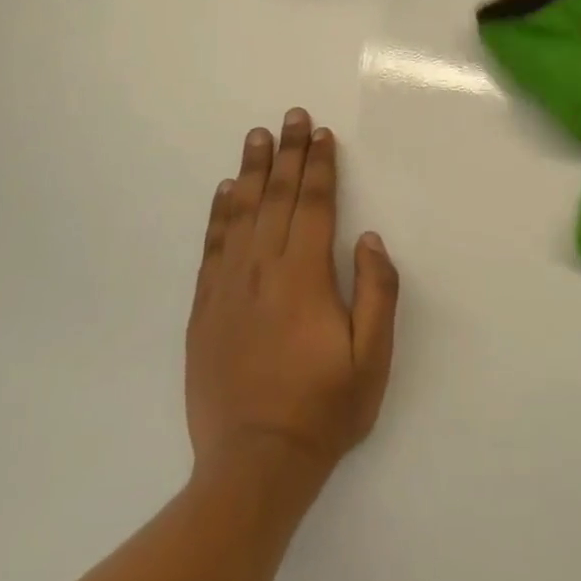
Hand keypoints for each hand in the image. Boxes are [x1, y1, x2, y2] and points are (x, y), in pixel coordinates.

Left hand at [186, 111, 399, 489]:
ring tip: (257, 138)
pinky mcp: (204, 308)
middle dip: (286, 154)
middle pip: (276, 198)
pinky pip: (212, 246)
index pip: (312, 206)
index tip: (321, 135)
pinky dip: (218, 213)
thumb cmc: (323, 409)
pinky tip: (224, 191)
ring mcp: (227, 287)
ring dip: (251, 172)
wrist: (254, 463)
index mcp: (304, 277)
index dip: (318, 167)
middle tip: (290, 117)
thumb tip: (369, 239)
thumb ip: (377, 292)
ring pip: (240, 214)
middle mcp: (262, 270)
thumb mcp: (371, 358)